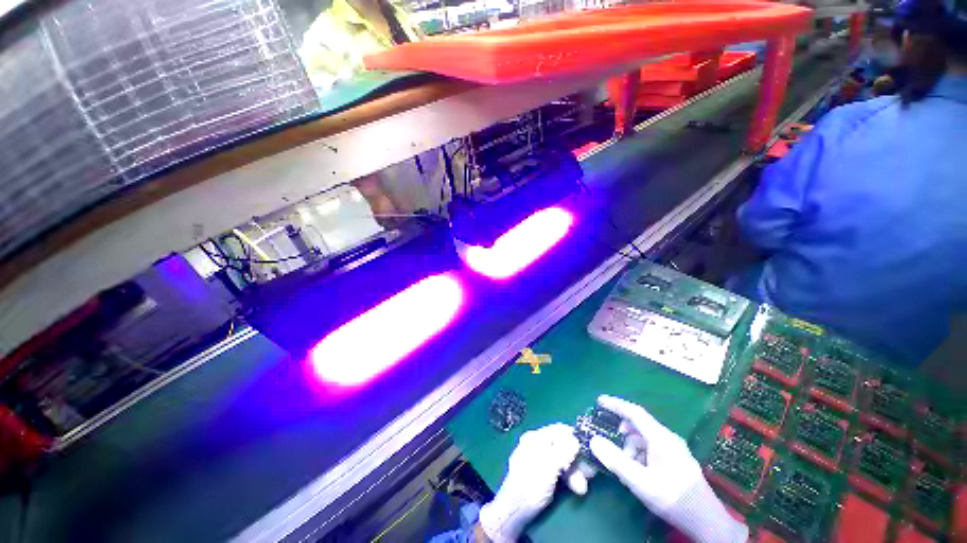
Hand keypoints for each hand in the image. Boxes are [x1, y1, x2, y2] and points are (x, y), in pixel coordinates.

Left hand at [478, 423, 579, 542]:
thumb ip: (563, 451)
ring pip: (563, 460)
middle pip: (563, 446)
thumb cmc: (530, 484)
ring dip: (575, 472)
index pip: (559, 430)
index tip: (589, 450)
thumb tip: (576, 438)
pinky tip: (577, 487)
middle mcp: (537, 445)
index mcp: (536, 437)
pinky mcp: (543, 474)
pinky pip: (559, 470)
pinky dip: (569, 477)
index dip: (575, 438)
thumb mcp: (548, 466)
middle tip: (588, 474)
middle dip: (577, 461)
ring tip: (582, 487)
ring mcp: (540, 459)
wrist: (514, 510)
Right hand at [590, 395, 747, 542]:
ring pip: (645, 438)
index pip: (635, 412)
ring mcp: (674, 449)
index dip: (615, 404)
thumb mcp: (641, 482)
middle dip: (621, 431)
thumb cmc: (673, 500)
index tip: (599, 401)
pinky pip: (651, 448)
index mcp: (661, 438)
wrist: (707, 522)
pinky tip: (636, 470)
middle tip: (607, 440)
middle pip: (639, 425)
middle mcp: (668, 438)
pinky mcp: (676, 459)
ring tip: (623, 463)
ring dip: (630, 446)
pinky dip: (639, 453)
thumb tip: (594, 440)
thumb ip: (616, 460)